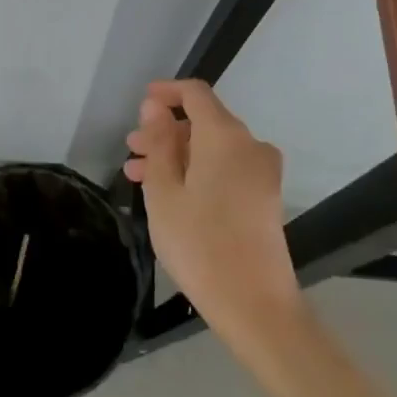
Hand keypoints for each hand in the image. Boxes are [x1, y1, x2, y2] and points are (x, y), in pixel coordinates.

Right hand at [125, 80, 301, 338]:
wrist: (255, 304)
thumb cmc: (199, 243)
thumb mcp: (164, 191)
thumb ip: (159, 143)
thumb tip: (155, 108)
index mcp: (225, 136)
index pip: (196, 94)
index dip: (166, 92)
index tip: (140, 104)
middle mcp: (250, 145)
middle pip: (204, 122)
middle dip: (166, 132)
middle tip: (131, 151)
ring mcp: (262, 172)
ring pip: (212, 148)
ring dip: (177, 155)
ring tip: (139, 177)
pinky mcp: (265, 197)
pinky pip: (226, 168)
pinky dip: (197, 171)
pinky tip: (170, 194)